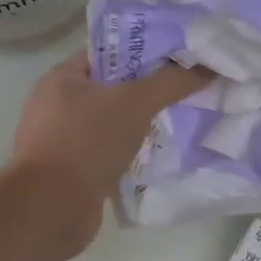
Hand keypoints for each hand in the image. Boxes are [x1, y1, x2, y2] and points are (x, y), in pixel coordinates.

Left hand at [11, 51, 209, 254]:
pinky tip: (157, 153)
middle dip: (147, 89)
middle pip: (111, 87)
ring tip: (178, 118)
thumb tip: (208, 67)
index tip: (178, 56)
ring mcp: (62, 139)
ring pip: (111, 121)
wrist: (52, 209)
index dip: (143, 50)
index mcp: (62, 77)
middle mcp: (57, 104)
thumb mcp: (135, 103)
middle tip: (184, 88)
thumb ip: (171, 82)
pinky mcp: (71, 170)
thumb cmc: (87, 142)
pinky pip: (108, 150)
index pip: (108, 52)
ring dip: (140, 122)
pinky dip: (130, 151)